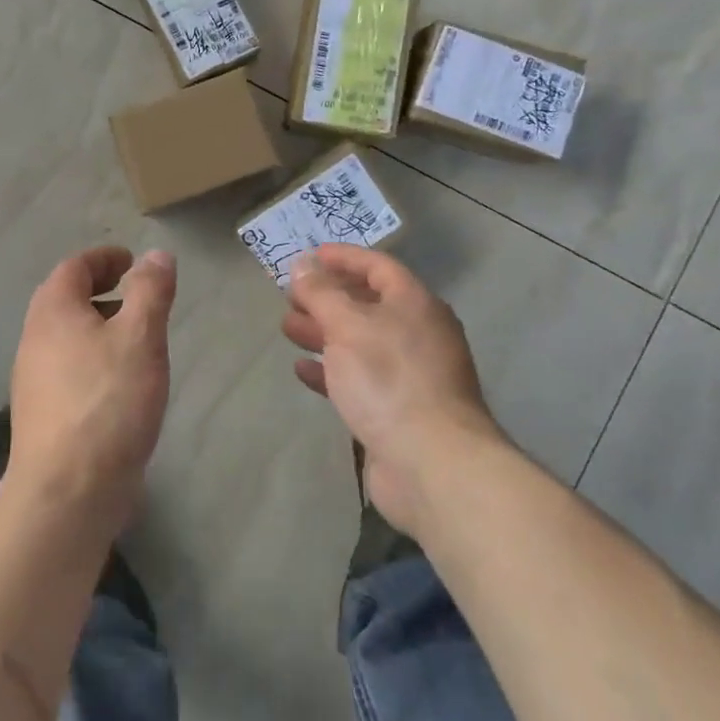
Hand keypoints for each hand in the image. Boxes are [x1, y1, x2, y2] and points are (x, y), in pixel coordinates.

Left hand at [7, 246, 175, 535]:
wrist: (66, 494)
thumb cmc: (107, 402)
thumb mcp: (140, 337)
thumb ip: (150, 291)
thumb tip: (156, 255)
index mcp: (53, 311)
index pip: (74, 267)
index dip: (104, 258)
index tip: (131, 260)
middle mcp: (35, 339)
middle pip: (64, 299)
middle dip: (100, 289)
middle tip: (135, 293)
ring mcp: (34, 380)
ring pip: (67, 336)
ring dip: (98, 325)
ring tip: (136, 337)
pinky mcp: (43, 415)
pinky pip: (69, 368)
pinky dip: (94, 357)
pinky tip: (121, 383)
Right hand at [283, 244, 499, 536]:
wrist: (432, 464)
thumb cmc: (389, 379)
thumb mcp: (347, 325)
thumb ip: (321, 293)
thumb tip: (303, 264)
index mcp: (415, 304)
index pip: (377, 266)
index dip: (343, 257)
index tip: (309, 256)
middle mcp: (417, 333)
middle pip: (367, 304)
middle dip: (327, 298)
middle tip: (290, 296)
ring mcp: (410, 374)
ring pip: (360, 342)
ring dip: (323, 332)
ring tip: (287, 328)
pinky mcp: (397, 410)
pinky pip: (359, 378)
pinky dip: (331, 370)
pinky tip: (302, 369)